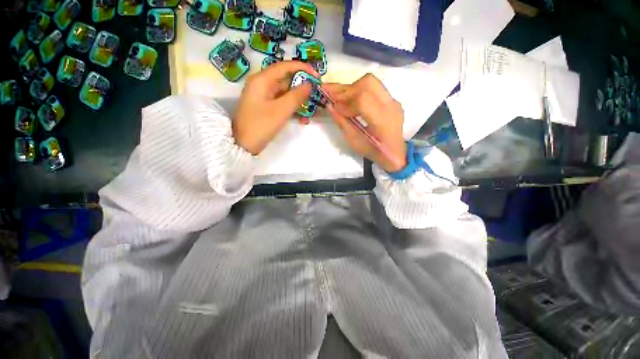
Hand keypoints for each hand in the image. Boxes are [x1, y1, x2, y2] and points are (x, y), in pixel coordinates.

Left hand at [233, 61, 318, 154]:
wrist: (243, 145)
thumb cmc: (261, 125)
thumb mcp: (281, 110)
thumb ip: (296, 96)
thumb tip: (309, 84)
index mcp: (262, 80)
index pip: (285, 66)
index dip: (303, 69)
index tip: (317, 77)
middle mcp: (262, 84)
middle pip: (286, 80)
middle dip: (302, 87)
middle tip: (316, 95)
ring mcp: (263, 97)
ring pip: (285, 93)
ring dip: (299, 101)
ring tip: (311, 110)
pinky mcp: (265, 107)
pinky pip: (282, 103)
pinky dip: (292, 108)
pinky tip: (302, 118)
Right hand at [323, 74, 406, 171]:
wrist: (394, 153)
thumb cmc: (373, 151)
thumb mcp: (354, 142)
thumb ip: (342, 123)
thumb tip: (330, 106)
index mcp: (382, 120)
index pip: (363, 100)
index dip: (345, 102)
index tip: (334, 107)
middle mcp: (390, 106)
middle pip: (367, 83)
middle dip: (347, 89)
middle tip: (333, 97)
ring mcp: (393, 101)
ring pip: (371, 82)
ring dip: (353, 88)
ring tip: (340, 96)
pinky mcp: (391, 100)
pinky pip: (374, 88)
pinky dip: (359, 90)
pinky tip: (351, 99)